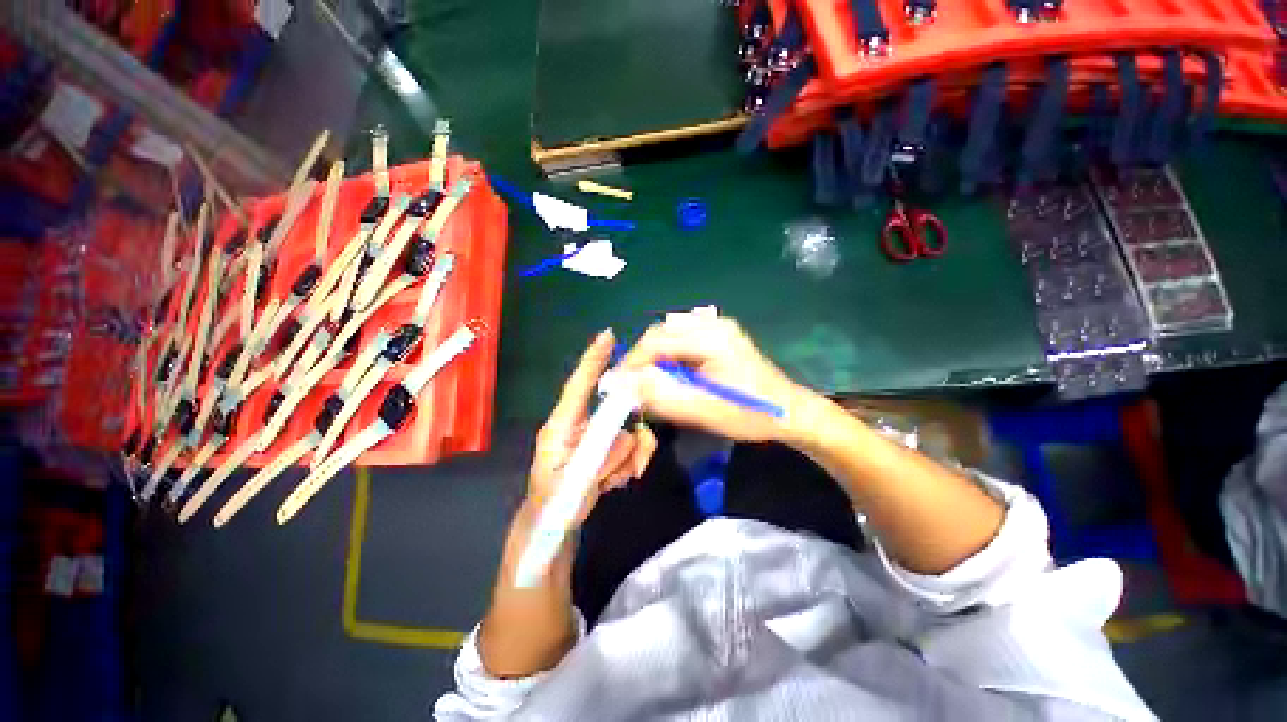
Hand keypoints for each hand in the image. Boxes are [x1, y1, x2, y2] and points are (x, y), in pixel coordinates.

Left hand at [527, 329, 655, 522]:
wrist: (552, 522)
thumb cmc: (553, 501)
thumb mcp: (572, 482)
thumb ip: (601, 456)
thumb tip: (632, 434)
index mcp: (562, 424)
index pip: (578, 385)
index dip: (593, 360)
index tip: (608, 335)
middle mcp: (581, 422)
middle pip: (616, 412)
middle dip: (625, 443)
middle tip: (625, 468)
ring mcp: (595, 434)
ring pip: (629, 433)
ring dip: (626, 460)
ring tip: (609, 482)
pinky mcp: (606, 446)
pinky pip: (631, 446)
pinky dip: (628, 465)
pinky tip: (612, 482)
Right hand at [619, 310, 816, 443]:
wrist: (790, 412)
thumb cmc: (751, 413)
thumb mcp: (704, 410)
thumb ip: (662, 395)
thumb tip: (622, 383)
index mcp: (711, 336)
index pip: (656, 341)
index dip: (632, 363)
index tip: (617, 387)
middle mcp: (712, 324)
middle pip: (660, 335)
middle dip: (642, 361)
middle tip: (634, 389)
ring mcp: (716, 328)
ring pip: (668, 338)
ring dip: (654, 361)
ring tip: (651, 387)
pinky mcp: (717, 337)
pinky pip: (680, 343)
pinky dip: (668, 360)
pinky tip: (672, 379)